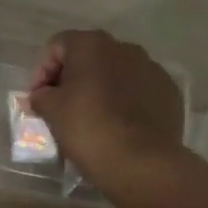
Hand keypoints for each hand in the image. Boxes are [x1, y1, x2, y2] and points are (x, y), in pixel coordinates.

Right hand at [30, 29, 184, 187]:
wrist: (141, 162)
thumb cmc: (88, 128)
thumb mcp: (52, 111)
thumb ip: (40, 96)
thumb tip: (40, 96)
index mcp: (93, 44)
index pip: (58, 46)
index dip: (42, 71)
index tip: (37, 98)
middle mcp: (125, 48)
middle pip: (89, 57)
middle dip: (72, 78)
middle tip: (60, 106)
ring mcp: (152, 69)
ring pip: (116, 73)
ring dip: (100, 88)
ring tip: (90, 117)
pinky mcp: (169, 93)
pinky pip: (138, 91)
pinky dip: (125, 102)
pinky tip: (118, 125)